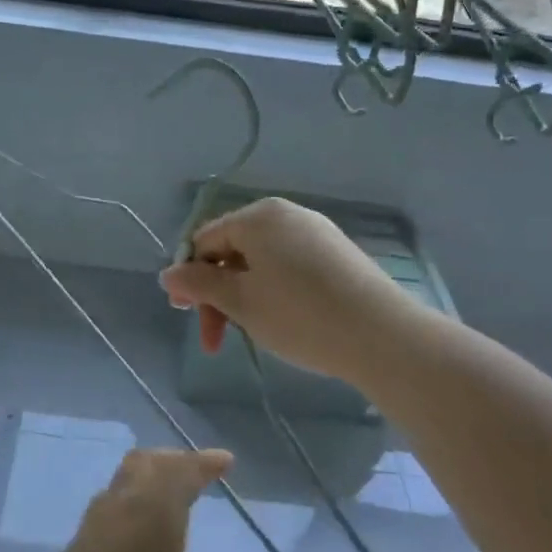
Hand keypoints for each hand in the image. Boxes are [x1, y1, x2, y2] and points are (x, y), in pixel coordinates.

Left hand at [2, 448, 316, 551]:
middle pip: (147, 464)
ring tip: (174, 494)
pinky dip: (132, 495)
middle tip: (202, 472)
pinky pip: (110, 502)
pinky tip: (139, 531)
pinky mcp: (72, 551)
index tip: (225, 460)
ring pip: (123, 480)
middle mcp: (118, 510)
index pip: (180, 471)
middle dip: (176, 462)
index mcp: (151, 518)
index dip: (204, 462)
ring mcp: (89, 529)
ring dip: (150, 475)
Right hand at [158, 197, 405, 379]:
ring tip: (250, 332)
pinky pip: (288, 266)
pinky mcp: (337, 254)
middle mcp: (286, 214)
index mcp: (257, 216)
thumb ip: (198, 284)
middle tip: (215, 338)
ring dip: (244, 296)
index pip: (204, 241)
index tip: (189, 316)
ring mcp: (316, 232)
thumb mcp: (240, 302)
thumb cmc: (300, 315)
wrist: (384, 337)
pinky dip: (273, 292)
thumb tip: (167, 274)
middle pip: (232, 250)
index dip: (190, 278)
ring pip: (260, 261)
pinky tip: (283, 321)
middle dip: (218, 293)